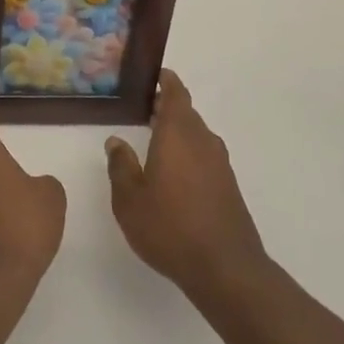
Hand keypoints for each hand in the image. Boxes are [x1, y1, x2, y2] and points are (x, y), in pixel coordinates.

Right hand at [106, 71, 267, 303]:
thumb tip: (116, 141)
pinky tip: (174, 173)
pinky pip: (205, 156)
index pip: (176, 94)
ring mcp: (220, 164)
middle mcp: (203, 141)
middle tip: (144, 109)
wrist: (225, 268)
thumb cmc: (170, 227)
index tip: (155, 75)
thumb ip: (121, 166)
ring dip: (178, 132)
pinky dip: (189, 153)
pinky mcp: (228, 186)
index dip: (166, 81)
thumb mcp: (130, 199)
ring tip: (154, 141)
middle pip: (186, 113)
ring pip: (197, 136)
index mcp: (178, 134)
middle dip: (167, 108)